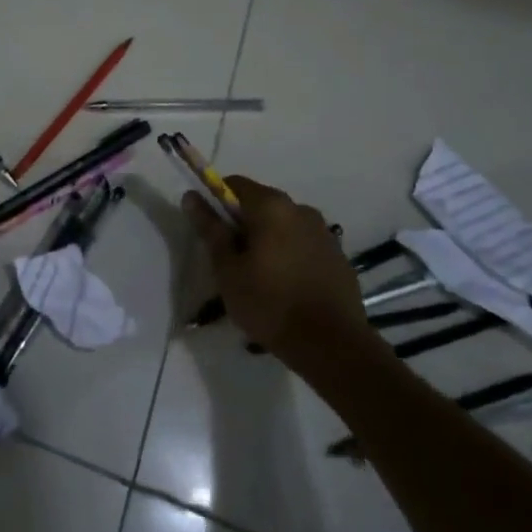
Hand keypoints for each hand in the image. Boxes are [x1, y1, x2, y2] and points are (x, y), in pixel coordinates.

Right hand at [183, 175, 367, 358]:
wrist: (333, 347)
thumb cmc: (269, 304)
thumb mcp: (228, 269)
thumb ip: (211, 229)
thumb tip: (191, 196)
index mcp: (271, 206)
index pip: (235, 184)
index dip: (217, 202)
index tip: (212, 231)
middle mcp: (301, 209)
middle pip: (262, 204)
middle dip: (244, 224)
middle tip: (232, 260)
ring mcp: (325, 233)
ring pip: (285, 226)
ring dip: (269, 240)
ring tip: (261, 277)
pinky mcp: (339, 258)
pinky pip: (305, 245)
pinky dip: (291, 255)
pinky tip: (287, 287)